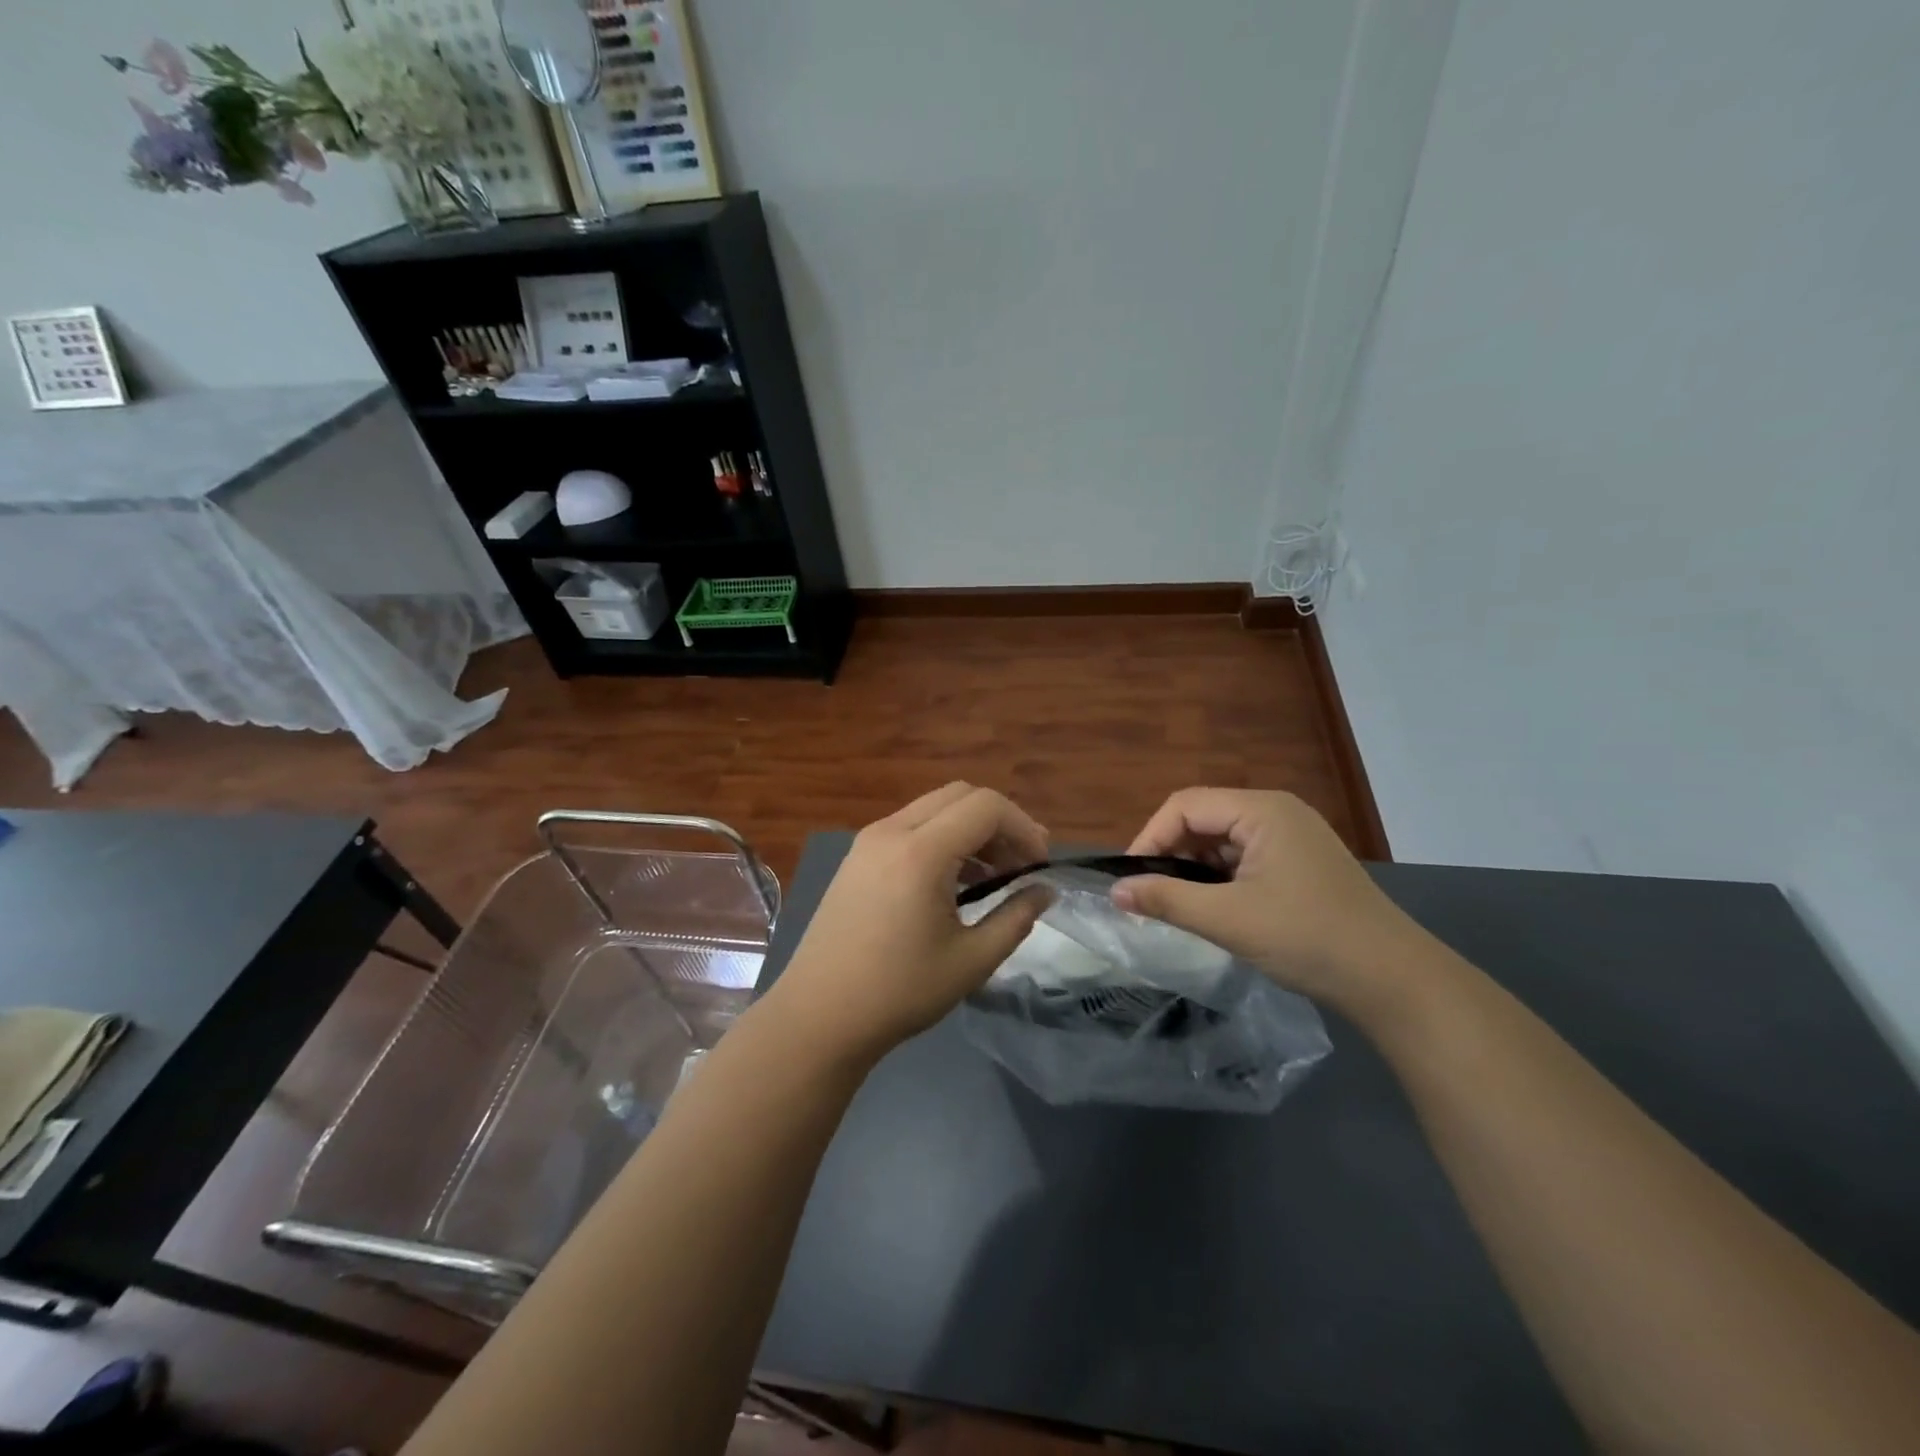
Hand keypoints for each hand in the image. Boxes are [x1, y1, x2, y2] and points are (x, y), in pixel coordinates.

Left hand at [766, 783, 1052, 1065]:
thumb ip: (1017, 917)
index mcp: (920, 852)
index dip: (1023, 827)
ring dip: (970, 829)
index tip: (1039, 866)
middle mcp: (891, 831)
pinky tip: (953, 880)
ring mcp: (868, 841)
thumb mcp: (972, 960)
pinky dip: (942, 838)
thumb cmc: (900, 992)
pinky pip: (910, 826)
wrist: (818, 1016)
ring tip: (994, 875)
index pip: (986, 806)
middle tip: (1021, 864)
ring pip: (933, 808)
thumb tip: (1045, 890)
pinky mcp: (856, 857)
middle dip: (1000, 822)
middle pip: (960, 795)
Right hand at [1111, 788, 1423, 1010]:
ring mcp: (1292, 838)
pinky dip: (1219, 878)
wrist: (1393, 981)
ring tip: (1174, 903)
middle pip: (1203, 818)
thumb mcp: (1228, 919)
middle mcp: (1277, 812)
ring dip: (1193, 867)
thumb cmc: (1307, 938)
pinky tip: (1211, 907)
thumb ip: (1166, 900)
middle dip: (1170, 852)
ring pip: (1223, 840)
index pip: (1185, 806)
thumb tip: (1115, 892)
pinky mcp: (1300, 863)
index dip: (1150, 837)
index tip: (1130, 879)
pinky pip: (1244, 858)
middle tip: (1148, 894)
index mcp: (1262, 810)